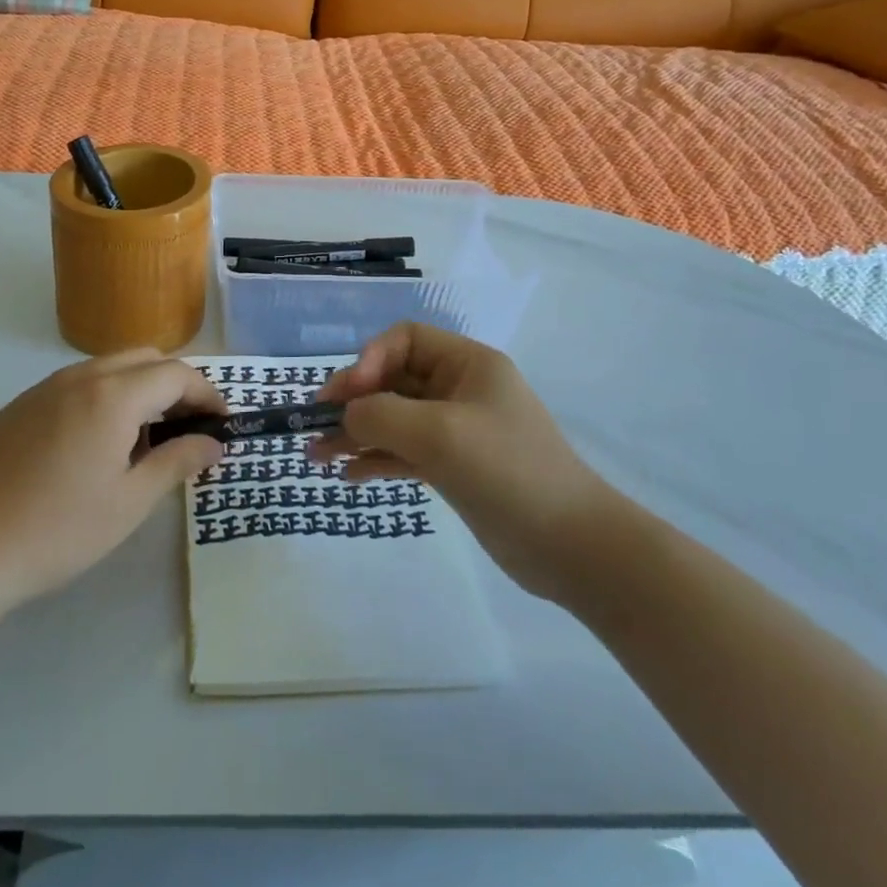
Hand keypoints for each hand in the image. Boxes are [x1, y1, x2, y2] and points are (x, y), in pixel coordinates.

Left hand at [0, 350, 224, 615]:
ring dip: (139, 389)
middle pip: (143, 359)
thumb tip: (213, 444)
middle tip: (189, 428)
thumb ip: (177, 463)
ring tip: (146, 440)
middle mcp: (79, 377)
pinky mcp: (18, 406)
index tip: (223, 424)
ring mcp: (43, 389)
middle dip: (175, 384)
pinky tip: (96, 446)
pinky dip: (105, 398)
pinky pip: (77, 385)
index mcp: (112, 395)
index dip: (207, 394)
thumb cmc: (57, 530)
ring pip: (108, 368)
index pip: (176, 373)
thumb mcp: (129, 503)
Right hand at [313, 323, 610, 604]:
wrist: (571, 546)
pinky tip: (348, 475)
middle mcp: (460, 390)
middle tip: (315, 424)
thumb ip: (381, 415)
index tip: (347, 395)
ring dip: (356, 433)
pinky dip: (376, 458)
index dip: (369, 360)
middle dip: (353, 401)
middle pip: (393, 380)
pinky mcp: (454, 467)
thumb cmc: (508, 472)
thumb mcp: (438, 434)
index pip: (405, 340)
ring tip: (316, 456)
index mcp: (467, 365)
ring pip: (394, 419)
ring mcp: (457, 431)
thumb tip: (347, 415)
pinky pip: (405, 452)